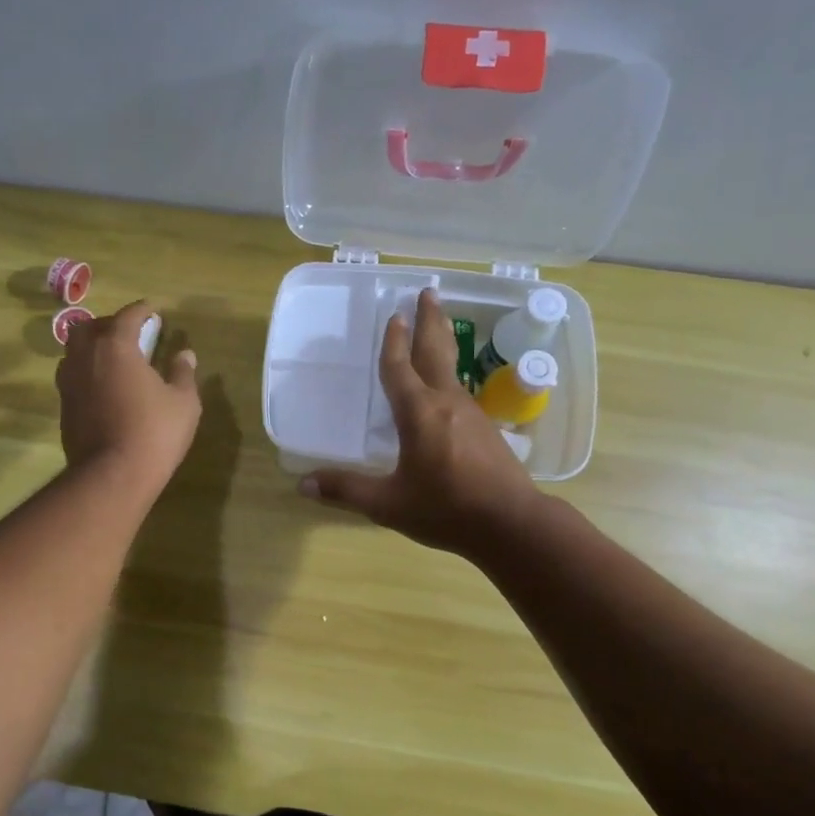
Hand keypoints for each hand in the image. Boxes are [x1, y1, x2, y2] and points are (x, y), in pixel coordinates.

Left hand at [57, 300, 200, 488]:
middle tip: (130, 333)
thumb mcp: (183, 402)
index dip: (141, 310)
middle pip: (90, 327)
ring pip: (74, 351)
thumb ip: (183, 373)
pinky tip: (103, 386)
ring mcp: (69, 383)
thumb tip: (185, 354)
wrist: (111, 476)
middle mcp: (85, 357)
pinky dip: (87, 372)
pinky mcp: (63, 408)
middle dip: (110, 324)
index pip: (127, 316)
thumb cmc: (154, 433)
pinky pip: (72, 377)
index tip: (152, 309)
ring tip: (113, 358)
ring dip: (92, 347)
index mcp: (116, 347)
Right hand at [300, 288, 541, 557]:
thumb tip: (302, 484)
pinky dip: (450, 374)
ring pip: (452, 369)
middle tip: (429, 291)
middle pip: (436, 352)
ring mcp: (471, 414)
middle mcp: (446, 403)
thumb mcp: (388, 504)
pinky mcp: (486, 429)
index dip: (394, 343)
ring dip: (442, 343)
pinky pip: (461, 391)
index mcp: (418, 414)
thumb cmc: (446, 509)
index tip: (395, 315)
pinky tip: (447, 387)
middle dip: (430, 321)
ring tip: (436, 327)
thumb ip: (347, 490)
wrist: (512, 523)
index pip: (400, 368)